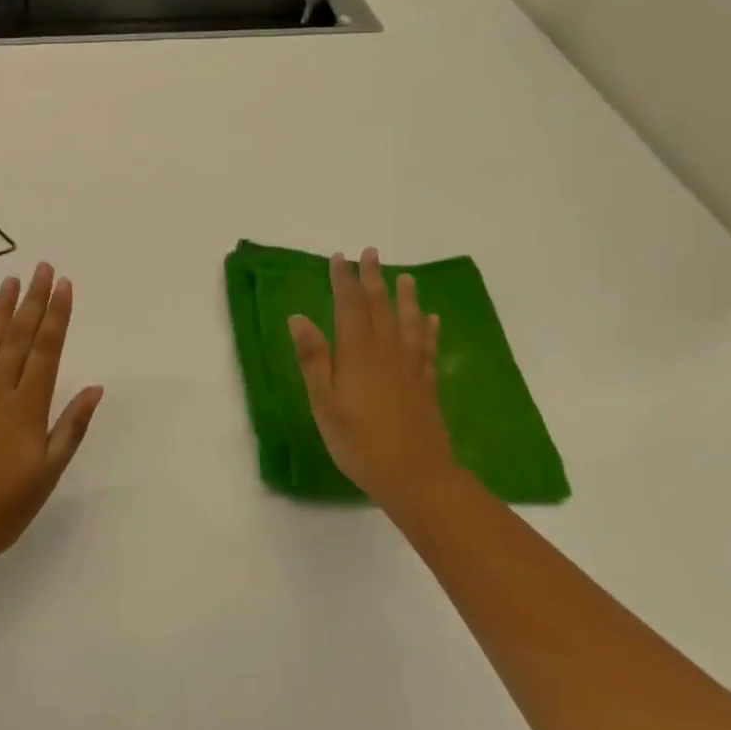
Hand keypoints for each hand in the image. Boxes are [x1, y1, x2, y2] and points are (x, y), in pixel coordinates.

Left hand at [0, 263, 104, 567]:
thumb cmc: (3, 507)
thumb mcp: (48, 473)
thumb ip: (70, 427)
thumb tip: (95, 388)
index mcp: (27, 407)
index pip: (47, 350)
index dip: (57, 315)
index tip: (64, 284)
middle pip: (20, 338)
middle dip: (34, 301)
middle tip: (42, 267)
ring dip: (2, 311)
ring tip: (11, 280)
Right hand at [288, 249, 459, 512]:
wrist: (416, 476)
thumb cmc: (359, 442)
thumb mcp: (324, 403)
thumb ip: (313, 358)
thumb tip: (298, 317)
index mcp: (357, 353)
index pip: (349, 306)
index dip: (344, 280)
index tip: (339, 258)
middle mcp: (386, 351)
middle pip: (380, 306)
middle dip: (373, 278)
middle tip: (371, 253)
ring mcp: (410, 366)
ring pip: (408, 321)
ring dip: (405, 296)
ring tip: (405, 276)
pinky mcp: (426, 384)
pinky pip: (427, 347)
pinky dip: (428, 329)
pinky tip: (431, 319)